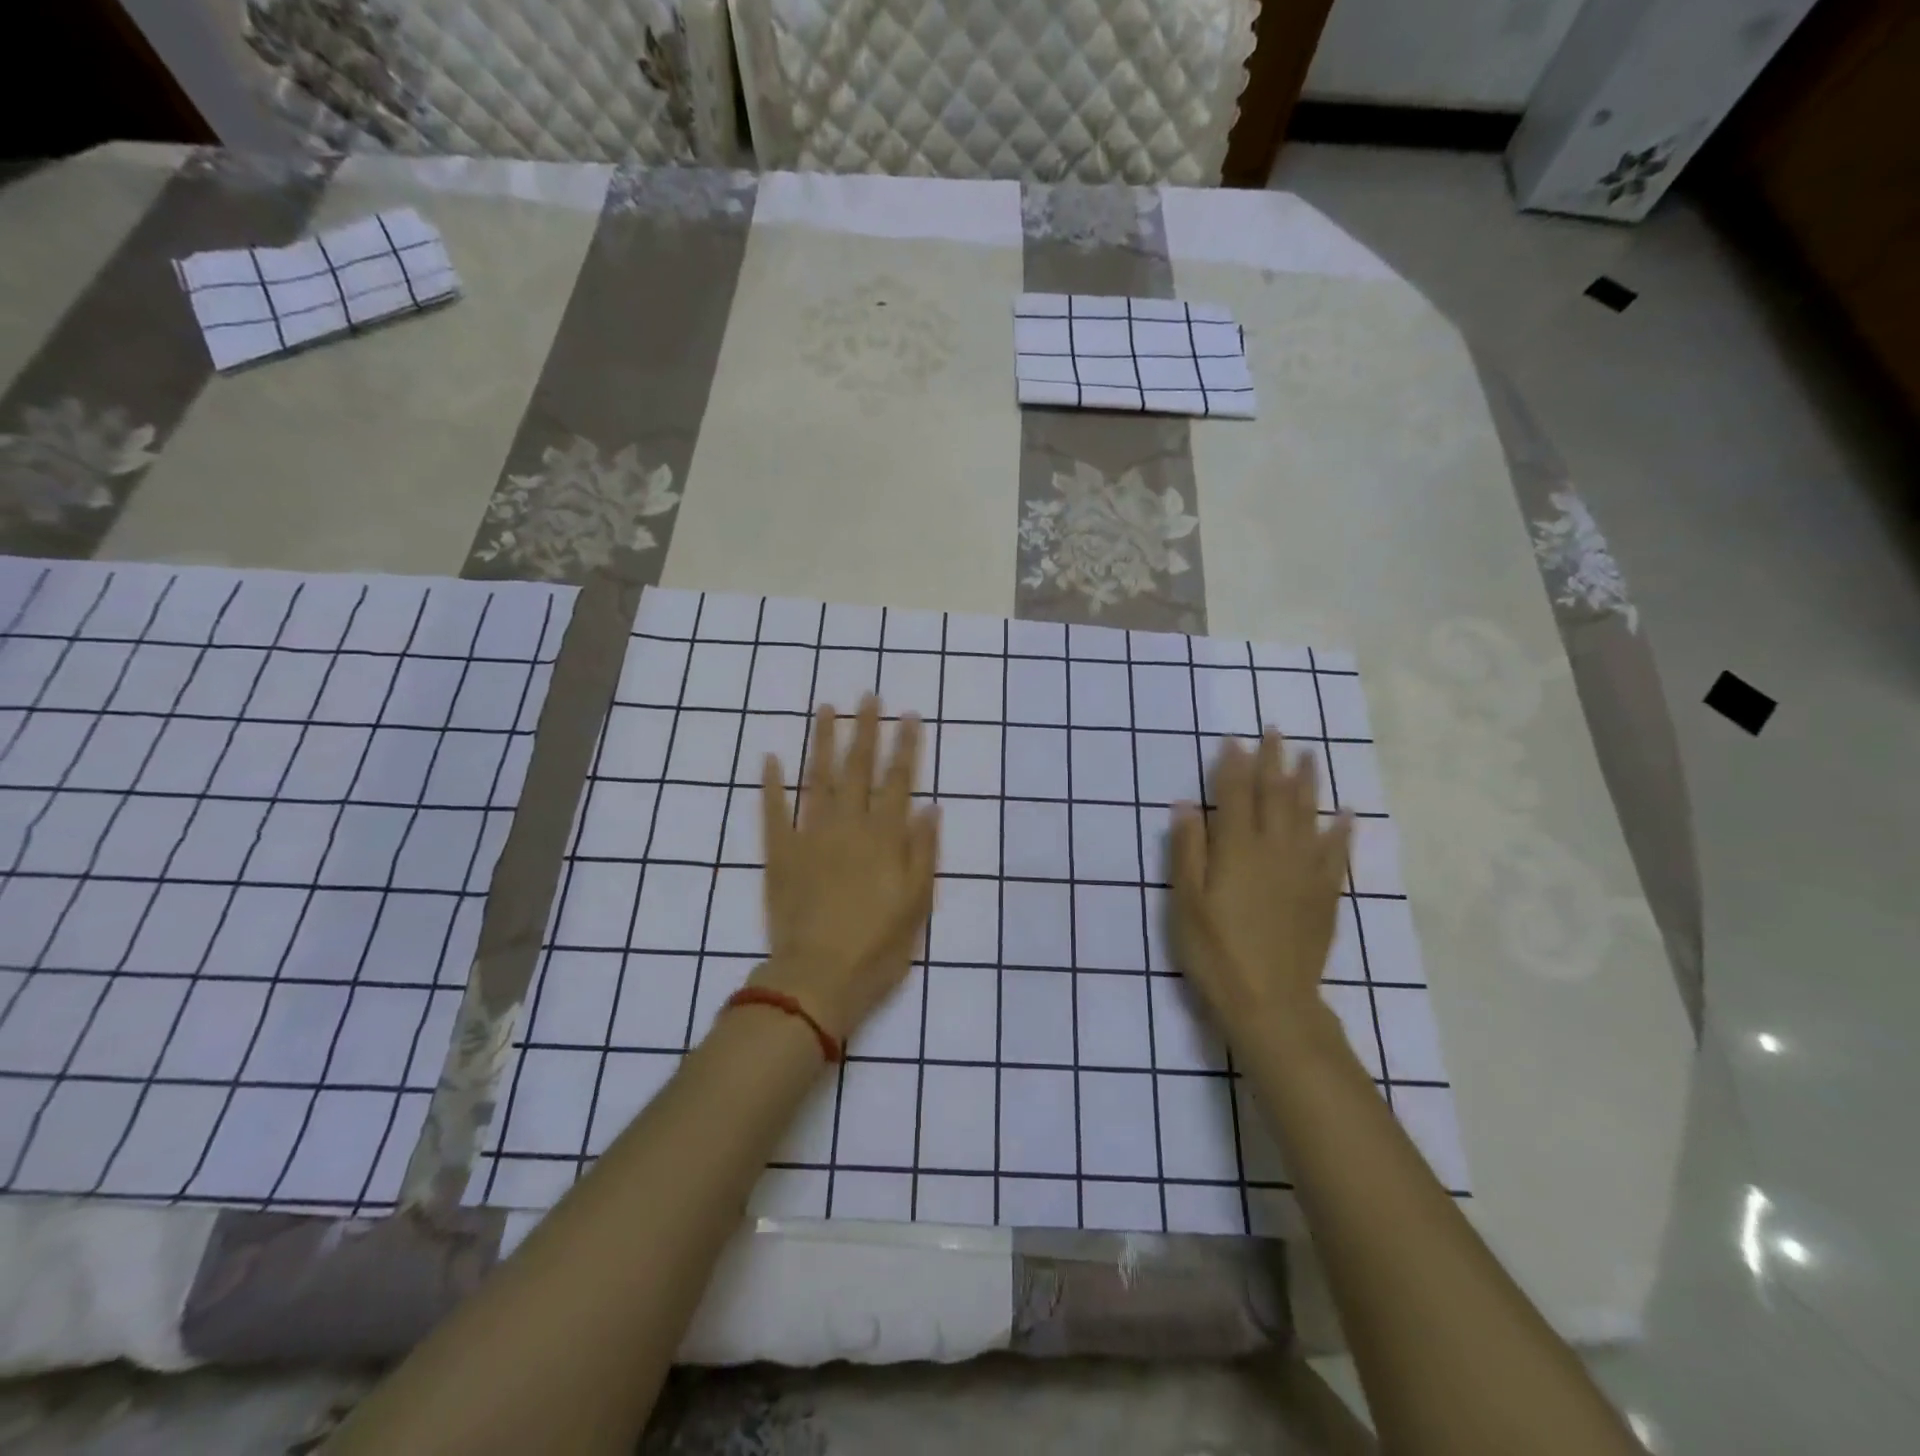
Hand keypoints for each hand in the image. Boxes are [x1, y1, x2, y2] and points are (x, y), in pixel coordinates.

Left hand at [751, 697, 939, 1042]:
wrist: (818, 978)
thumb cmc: (878, 947)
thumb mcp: (917, 904)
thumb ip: (923, 852)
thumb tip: (930, 807)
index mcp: (885, 838)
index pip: (899, 780)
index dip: (906, 746)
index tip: (909, 714)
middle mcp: (848, 826)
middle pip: (858, 769)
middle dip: (866, 730)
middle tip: (868, 696)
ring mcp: (810, 837)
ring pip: (818, 779)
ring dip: (822, 742)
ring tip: (826, 710)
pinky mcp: (779, 855)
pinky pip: (773, 813)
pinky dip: (771, 786)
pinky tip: (770, 759)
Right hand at [1170, 732, 1352, 1036]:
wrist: (1270, 1001)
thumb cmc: (1215, 951)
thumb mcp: (1186, 901)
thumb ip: (1187, 849)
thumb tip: (1186, 804)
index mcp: (1236, 848)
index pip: (1234, 794)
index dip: (1233, 764)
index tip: (1234, 738)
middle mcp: (1274, 849)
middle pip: (1275, 794)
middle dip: (1273, 760)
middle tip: (1276, 730)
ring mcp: (1305, 870)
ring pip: (1309, 815)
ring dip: (1308, 782)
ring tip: (1309, 754)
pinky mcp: (1325, 894)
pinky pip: (1337, 853)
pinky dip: (1342, 830)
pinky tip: (1348, 813)